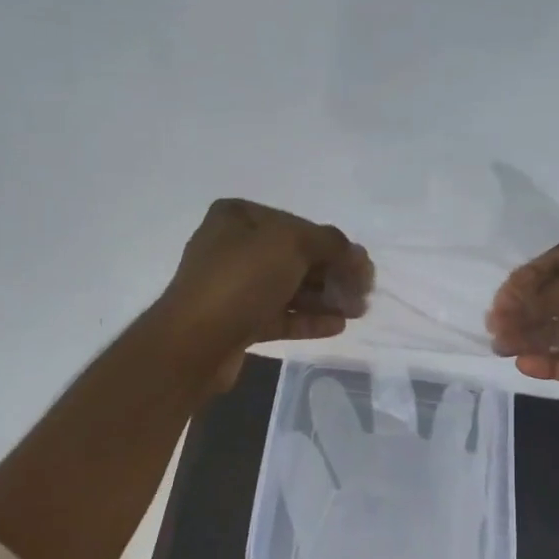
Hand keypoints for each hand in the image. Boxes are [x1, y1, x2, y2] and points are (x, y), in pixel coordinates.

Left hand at [158, 199, 373, 391]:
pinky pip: (280, 316)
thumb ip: (331, 244)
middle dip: (332, 274)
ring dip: (325, 298)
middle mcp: (233, 248)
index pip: (297, 225)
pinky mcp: (237, 323)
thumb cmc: (241, 280)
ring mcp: (233, 287)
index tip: (363, 266)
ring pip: (289, 289)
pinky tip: (337, 325)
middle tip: (364, 292)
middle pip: (295, 258)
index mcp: (239, 218)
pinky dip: (308, 319)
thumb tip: (357, 256)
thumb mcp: (291, 244)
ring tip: (357, 311)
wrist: (195, 341)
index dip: (334, 245)